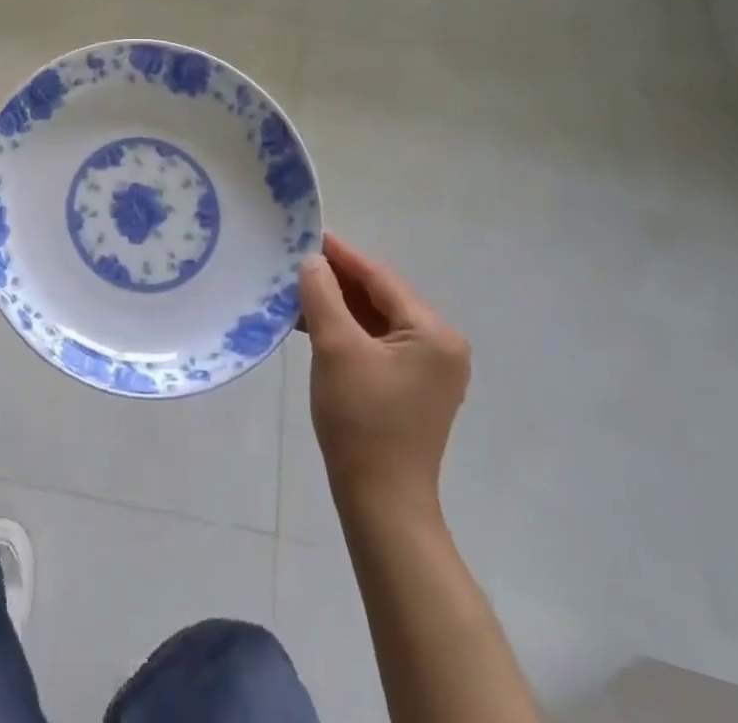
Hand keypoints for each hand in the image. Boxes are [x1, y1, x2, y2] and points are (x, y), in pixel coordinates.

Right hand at [298, 234, 471, 523]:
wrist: (381, 502)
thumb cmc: (361, 420)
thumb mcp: (336, 348)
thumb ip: (323, 295)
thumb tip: (312, 260)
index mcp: (433, 333)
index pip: (381, 279)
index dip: (342, 256)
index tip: (308, 235)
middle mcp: (440, 346)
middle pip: (381, 298)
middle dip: (338, 281)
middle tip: (296, 262)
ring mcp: (429, 369)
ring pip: (376, 320)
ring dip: (339, 306)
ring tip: (297, 290)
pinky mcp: (412, 387)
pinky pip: (377, 344)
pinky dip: (347, 331)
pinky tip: (314, 323)